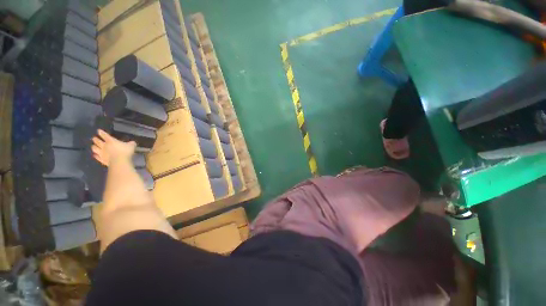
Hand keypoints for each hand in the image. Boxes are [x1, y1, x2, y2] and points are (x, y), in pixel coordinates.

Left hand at [91, 129, 135, 166]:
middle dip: (95, 139)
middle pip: (97, 141)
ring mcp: (102, 153)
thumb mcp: (131, 146)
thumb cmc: (125, 151)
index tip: (98, 130)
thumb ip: (131, 143)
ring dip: (94, 147)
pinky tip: (95, 155)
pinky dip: (95, 155)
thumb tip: (132, 142)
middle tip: (94, 138)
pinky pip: (97, 157)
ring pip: (95, 148)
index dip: (101, 132)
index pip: (104, 135)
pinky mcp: (101, 159)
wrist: (119, 162)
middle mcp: (104, 146)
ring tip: (93, 146)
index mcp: (110, 141)